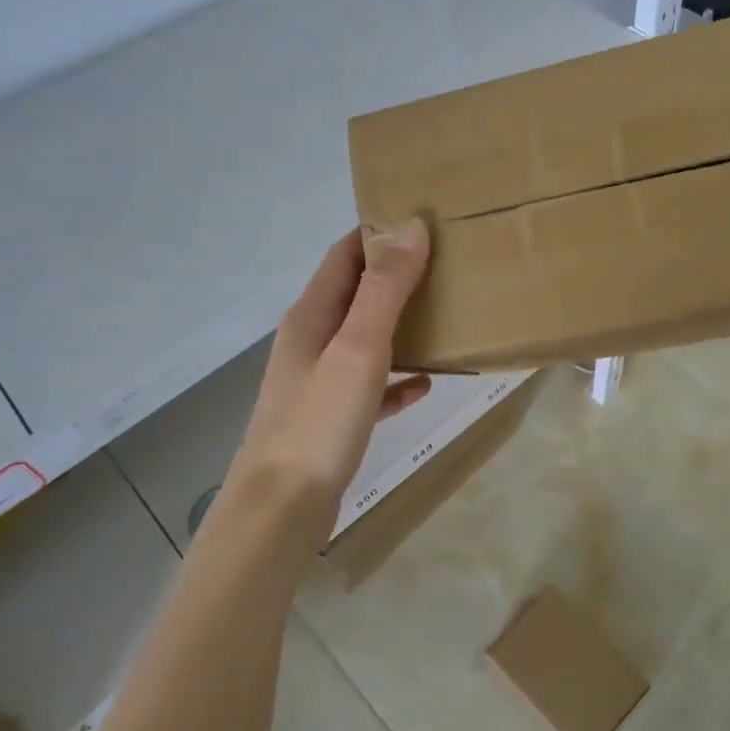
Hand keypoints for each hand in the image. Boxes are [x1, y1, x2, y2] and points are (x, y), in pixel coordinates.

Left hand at [226, 222, 432, 547]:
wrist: (282, 509)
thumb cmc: (320, 422)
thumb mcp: (358, 349)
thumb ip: (384, 289)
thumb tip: (411, 227)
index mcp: (311, 315)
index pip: (344, 254)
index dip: (379, 233)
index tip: (425, 221)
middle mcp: (311, 341)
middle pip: (355, 293)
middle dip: (396, 276)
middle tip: (447, 267)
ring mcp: (318, 381)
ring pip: (364, 339)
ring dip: (400, 325)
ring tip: (446, 317)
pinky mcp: (331, 418)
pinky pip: (370, 386)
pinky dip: (396, 378)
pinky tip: (426, 384)